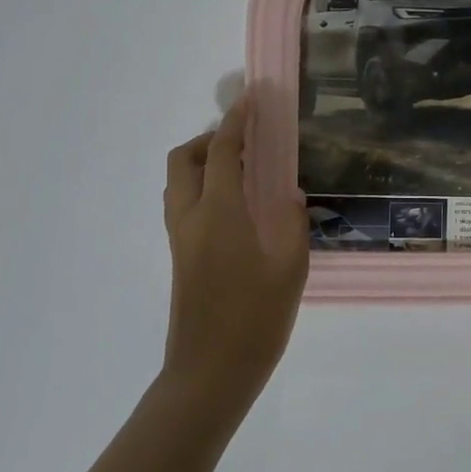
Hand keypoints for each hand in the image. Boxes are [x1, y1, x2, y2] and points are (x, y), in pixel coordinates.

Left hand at [162, 90, 309, 408]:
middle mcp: (190, 218)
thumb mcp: (290, 268)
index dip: (238, 120)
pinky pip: (182, 205)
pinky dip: (201, 188)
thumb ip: (293, 224)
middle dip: (209, 139)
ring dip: (202, 164)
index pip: (223, 151)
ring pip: (178, 183)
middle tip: (244, 142)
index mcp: (219, 213)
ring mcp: (180, 239)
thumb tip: (291, 196)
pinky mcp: (179, 258)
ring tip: (241, 172)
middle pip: (184, 159)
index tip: (252, 98)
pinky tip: (235, 209)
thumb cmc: (255, 319)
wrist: (209, 373)